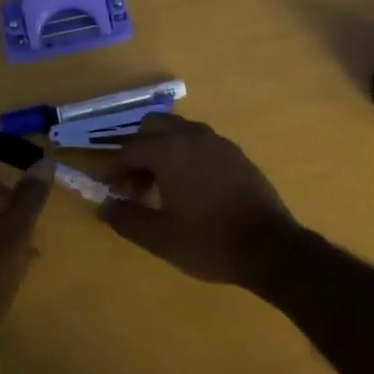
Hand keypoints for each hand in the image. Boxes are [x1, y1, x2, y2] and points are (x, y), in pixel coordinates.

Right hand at [100, 114, 300, 285]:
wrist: (269, 246)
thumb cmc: (209, 241)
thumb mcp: (159, 238)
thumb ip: (126, 218)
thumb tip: (104, 206)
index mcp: (168, 150)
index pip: (128, 149)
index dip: (113, 170)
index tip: (111, 192)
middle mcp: (191, 135)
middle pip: (152, 127)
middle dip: (137, 151)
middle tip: (136, 186)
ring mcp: (216, 141)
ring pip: (177, 131)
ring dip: (161, 150)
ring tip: (161, 188)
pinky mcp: (234, 152)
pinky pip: (199, 142)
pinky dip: (184, 154)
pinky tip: (190, 188)